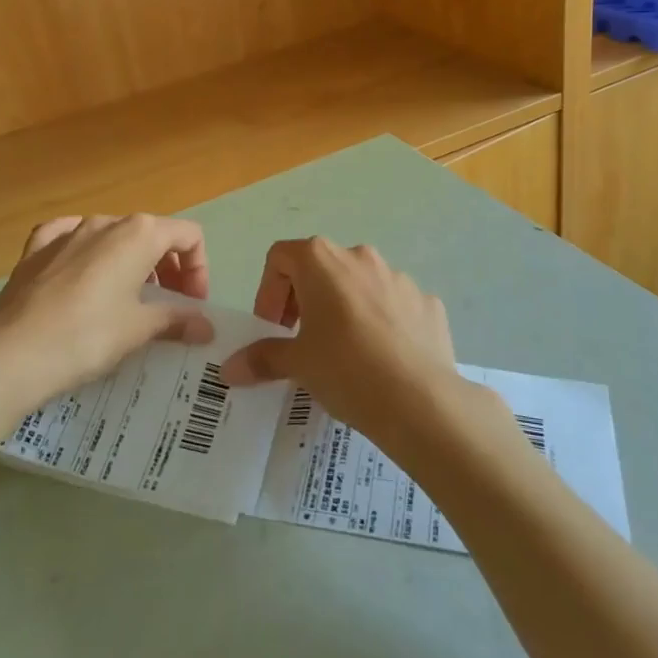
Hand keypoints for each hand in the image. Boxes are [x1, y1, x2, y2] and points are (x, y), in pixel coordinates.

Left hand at [0, 214, 214, 410]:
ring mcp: (67, 232)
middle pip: (152, 234)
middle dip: (169, 268)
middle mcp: (105, 222)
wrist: (11, 355)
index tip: (193, 306)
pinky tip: (81, 271)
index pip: (188, 235)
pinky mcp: (35, 250)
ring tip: (128, 301)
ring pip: (112, 237)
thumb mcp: (139, 329)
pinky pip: (69, 238)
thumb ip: (176, 320)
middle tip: (169, 307)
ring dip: (131, 263)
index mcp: (138, 233)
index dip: (199, 269)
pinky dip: (85, 252)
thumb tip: (206, 326)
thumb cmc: (87, 336)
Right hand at [221, 238, 461, 444]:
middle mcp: (360, 256)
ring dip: (344, 309)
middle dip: (305, 300)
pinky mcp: (427, 302)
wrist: (420, 401)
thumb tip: (230, 368)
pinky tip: (382, 360)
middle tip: (302, 341)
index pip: (281, 257)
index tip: (273, 328)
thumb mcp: (297, 364)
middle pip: (321, 268)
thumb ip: (261, 358)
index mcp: (322, 261)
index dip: (269, 291)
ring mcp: (399, 277)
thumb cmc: (345, 370)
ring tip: (344, 353)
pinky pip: (394, 305)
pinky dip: (381, 323)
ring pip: (360, 285)